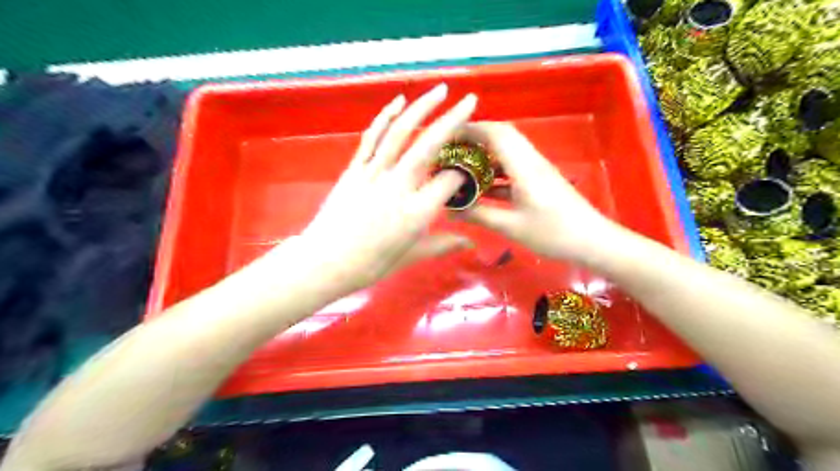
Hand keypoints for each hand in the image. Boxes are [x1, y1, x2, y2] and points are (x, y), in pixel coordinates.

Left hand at [295, 83, 478, 292]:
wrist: (325, 262)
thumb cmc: (371, 264)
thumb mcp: (411, 256)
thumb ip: (443, 245)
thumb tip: (469, 244)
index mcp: (418, 212)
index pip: (450, 181)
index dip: (463, 173)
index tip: (467, 172)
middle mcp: (399, 186)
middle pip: (430, 146)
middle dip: (454, 121)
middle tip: (470, 101)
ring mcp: (375, 173)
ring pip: (402, 133)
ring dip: (422, 107)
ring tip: (440, 90)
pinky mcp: (355, 169)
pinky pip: (372, 137)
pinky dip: (385, 116)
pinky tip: (399, 102)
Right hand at [458, 122, 615, 262]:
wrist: (593, 242)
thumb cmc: (553, 233)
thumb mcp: (512, 226)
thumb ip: (479, 215)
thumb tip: (450, 211)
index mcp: (524, 167)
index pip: (496, 134)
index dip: (471, 130)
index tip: (448, 136)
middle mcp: (531, 161)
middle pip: (502, 137)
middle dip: (475, 139)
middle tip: (452, 151)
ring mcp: (537, 171)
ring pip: (507, 154)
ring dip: (485, 157)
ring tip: (461, 168)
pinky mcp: (540, 182)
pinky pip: (513, 170)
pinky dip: (495, 174)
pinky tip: (481, 189)